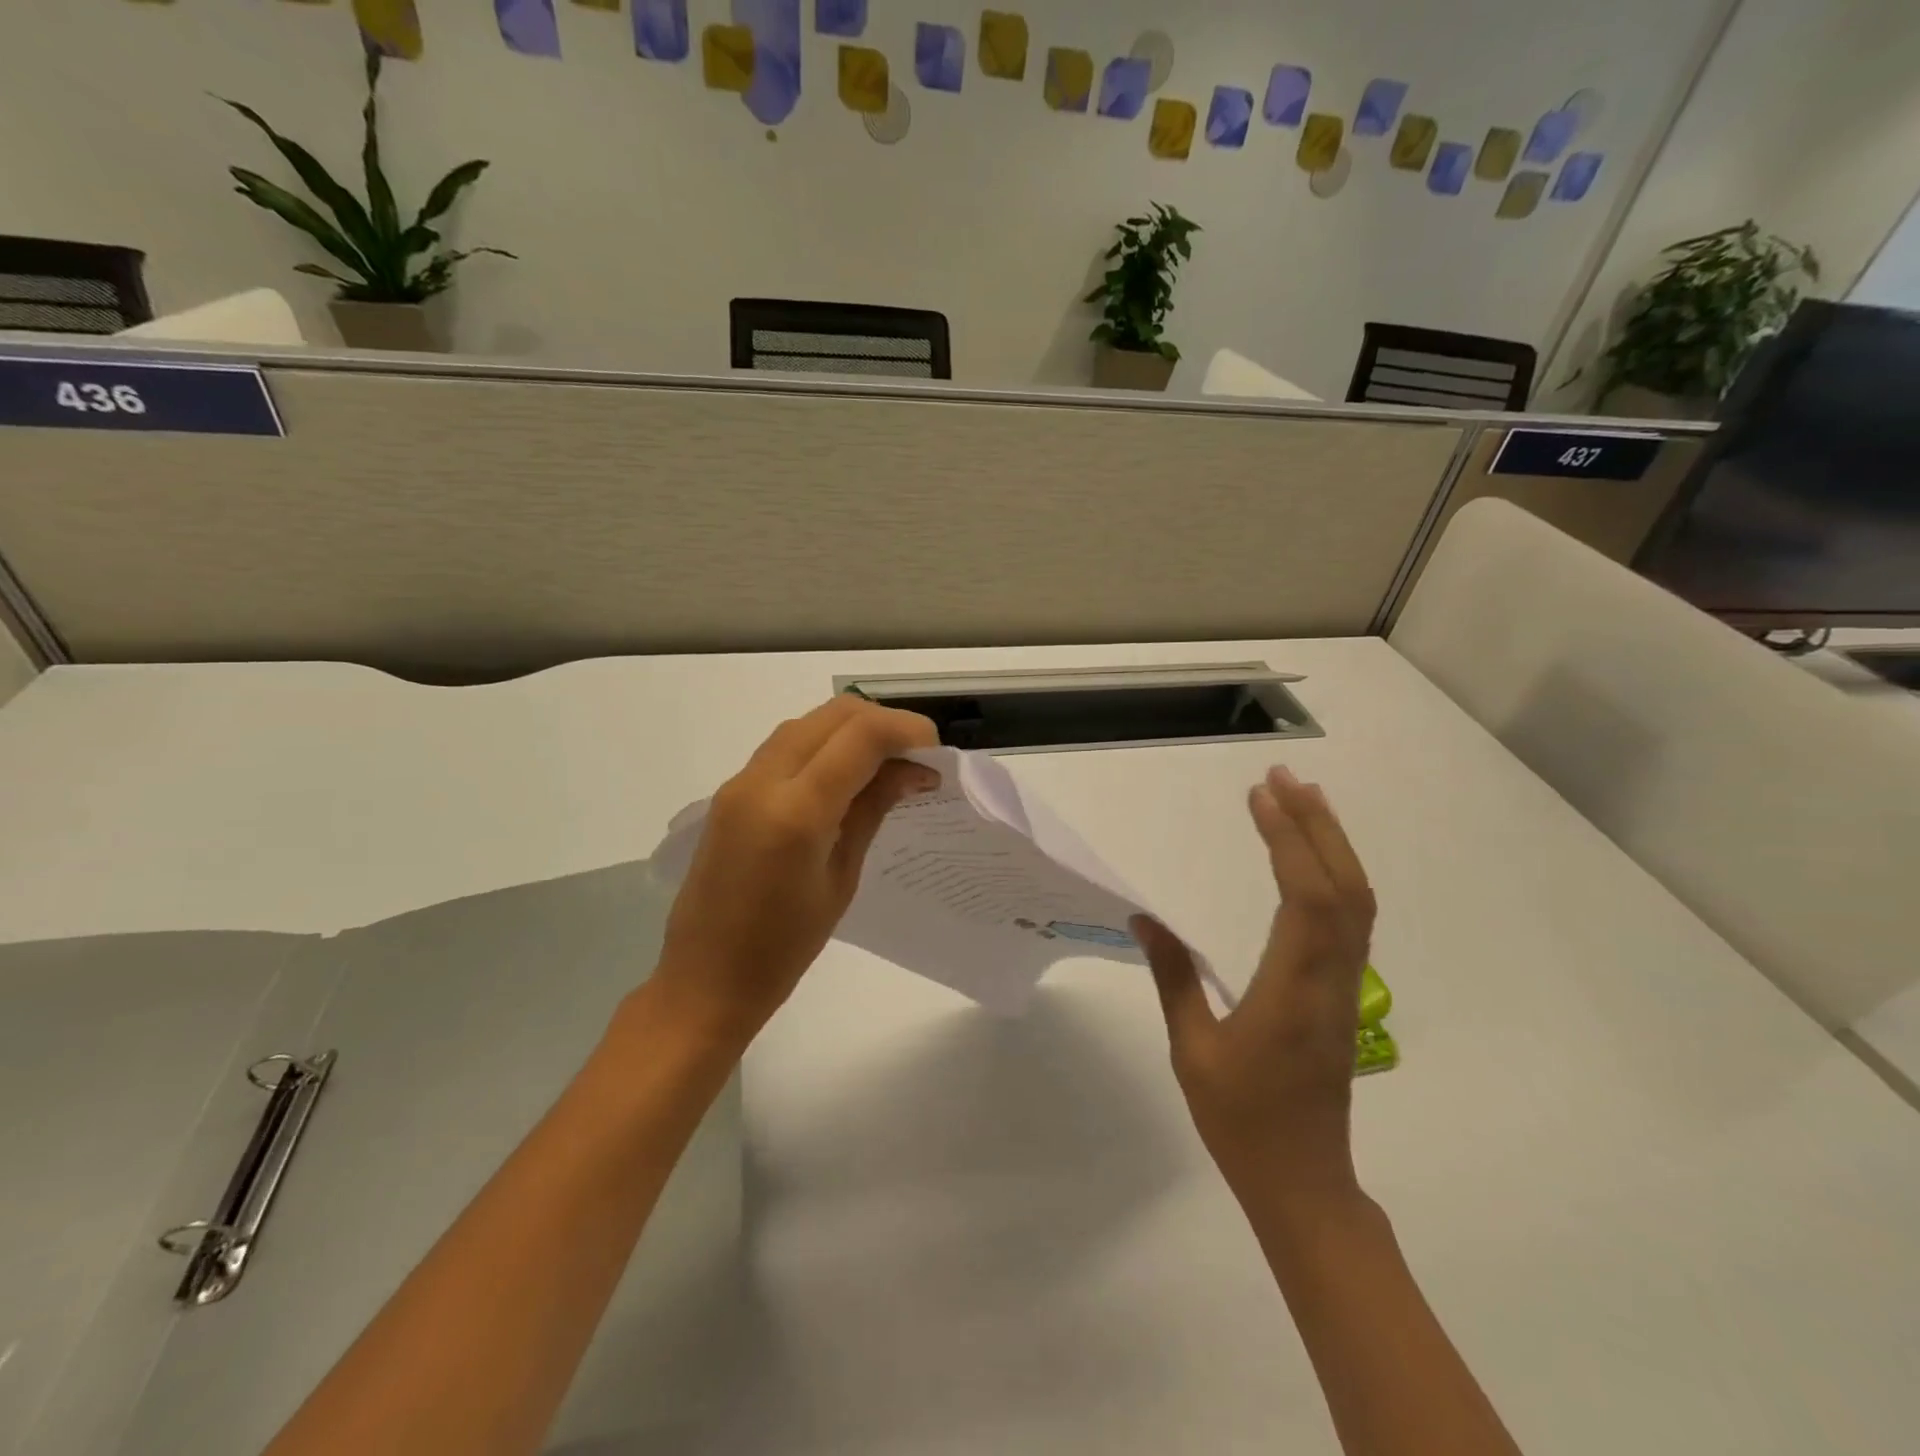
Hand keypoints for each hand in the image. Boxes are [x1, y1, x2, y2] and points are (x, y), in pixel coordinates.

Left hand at [652, 696, 939, 1046]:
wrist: (704, 980)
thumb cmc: (783, 949)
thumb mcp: (841, 878)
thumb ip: (872, 809)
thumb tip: (913, 770)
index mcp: (796, 812)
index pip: (861, 736)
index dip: (907, 731)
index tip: (936, 756)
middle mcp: (763, 781)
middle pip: (833, 715)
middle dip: (884, 723)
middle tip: (917, 757)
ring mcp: (740, 782)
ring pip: (808, 723)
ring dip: (853, 730)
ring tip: (888, 764)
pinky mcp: (731, 791)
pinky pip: (786, 746)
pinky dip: (824, 744)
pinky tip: (846, 774)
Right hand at [1133, 765, 1375, 1206]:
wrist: (1304, 1181)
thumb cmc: (1242, 1119)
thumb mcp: (1192, 1049)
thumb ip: (1173, 977)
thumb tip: (1145, 919)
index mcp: (1293, 988)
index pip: (1304, 897)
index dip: (1287, 839)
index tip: (1260, 796)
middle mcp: (1331, 978)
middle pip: (1343, 886)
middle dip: (1316, 824)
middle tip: (1283, 778)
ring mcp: (1345, 985)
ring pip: (1356, 901)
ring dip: (1331, 844)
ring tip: (1302, 800)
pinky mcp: (1343, 993)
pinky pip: (1351, 920)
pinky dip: (1334, 874)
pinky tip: (1312, 859)